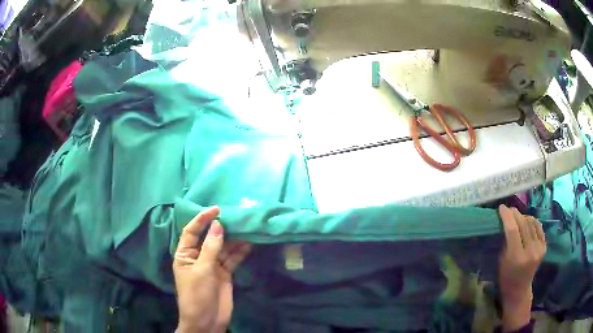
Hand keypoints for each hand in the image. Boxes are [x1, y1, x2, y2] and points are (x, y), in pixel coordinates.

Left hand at [173, 207, 251, 332]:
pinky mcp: (224, 273)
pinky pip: (232, 259)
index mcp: (185, 254)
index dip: (202, 219)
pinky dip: (240, 252)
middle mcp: (198, 257)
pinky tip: (249, 244)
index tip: (216, 209)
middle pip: (209, 238)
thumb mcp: (202, 270)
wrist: (206, 321)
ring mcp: (212, 265)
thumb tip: (218, 224)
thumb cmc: (197, 294)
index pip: (192, 231)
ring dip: (233, 239)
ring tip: (246, 227)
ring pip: (223, 248)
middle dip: (220, 228)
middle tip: (235, 216)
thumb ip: (211, 248)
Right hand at [498, 205, 545, 331]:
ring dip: (523, 216)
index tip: (501, 207)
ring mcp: (539, 248)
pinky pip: (538, 227)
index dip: (507, 216)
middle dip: (515, 214)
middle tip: (508, 209)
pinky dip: (532, 221)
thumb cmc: (506, 277)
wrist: (519, 289)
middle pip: (523, 224)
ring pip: (532, 223)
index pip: (513, 230)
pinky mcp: (544, 246)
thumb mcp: (502, 260)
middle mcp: (530, 251)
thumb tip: (507, 222)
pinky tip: (527, 221)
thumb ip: (507, 241)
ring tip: (517, 216)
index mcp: (517, 257)